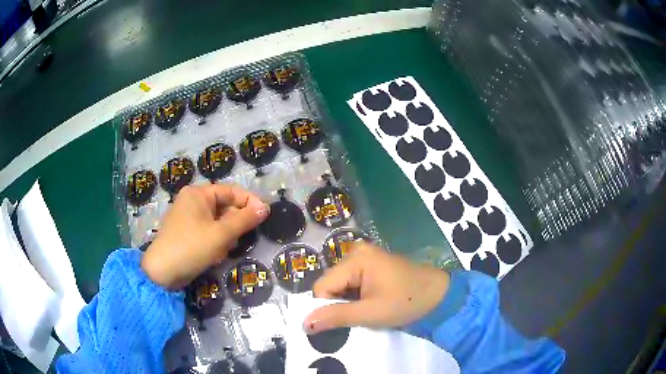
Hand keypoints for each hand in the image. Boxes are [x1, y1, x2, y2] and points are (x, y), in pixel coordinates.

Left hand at [141, 184, 268, 289]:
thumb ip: (245, 220)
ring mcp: (187, 217)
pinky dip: (215, 240)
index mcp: (198, 193)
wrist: (162, 272)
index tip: (265, 215)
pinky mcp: (186, 231)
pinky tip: (215, 254)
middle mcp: (191, 200)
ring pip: (217, 221)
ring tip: (223, 250)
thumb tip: (265, 208)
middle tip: (240, 239)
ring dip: (225, 235)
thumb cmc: (191, 247)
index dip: (249, 202)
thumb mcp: (221, 234)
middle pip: (224, 206)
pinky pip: (208, 230)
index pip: (231, 191)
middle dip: (234, 223)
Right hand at [304, 242, 449, 333]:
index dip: (328, 306)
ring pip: (339, 283)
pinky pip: (350, 280)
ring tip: (366, 308)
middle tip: (359, 314)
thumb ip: (336, 316)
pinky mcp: (371, 262)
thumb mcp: (370, 313)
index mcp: (356, 259)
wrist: (438, 295)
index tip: (345, 319)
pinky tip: (370, 300)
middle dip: (338, 302)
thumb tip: (304, 323)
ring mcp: (365, 255)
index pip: (322, 286)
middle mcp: (356, 251)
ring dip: (347, 300)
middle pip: (330, 283)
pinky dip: (355, 294)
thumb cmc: (406, 302)